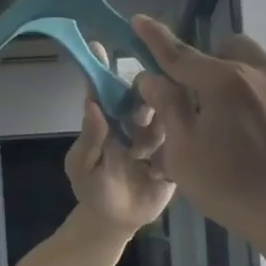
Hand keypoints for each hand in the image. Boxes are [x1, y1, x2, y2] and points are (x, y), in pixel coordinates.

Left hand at [64, 45, 175, 232]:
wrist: (118, 221)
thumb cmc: (93, 190)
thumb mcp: (83, 166)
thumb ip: (89, 138)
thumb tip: (92, 104)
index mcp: (108, 120)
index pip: (104, 89)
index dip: (102, 67)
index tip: (100, 44)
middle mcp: (133, 122)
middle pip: (142, 96)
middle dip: (145, 93)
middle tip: (143, 104)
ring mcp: (157, 136)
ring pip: (165, 114)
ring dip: (161, 121)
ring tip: (153, 143)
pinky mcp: (176, 152)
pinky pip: (182, 138)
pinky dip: (180, 139)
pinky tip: (174, 150)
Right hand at [130, 16, 265, 244]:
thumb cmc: (233, 189)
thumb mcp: (184, 155)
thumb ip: (168, 108)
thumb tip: (152, 78)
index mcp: (225, 82)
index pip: (180, 54)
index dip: (155, 38)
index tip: (139, 21)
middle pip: (232, 50)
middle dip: (213, 63)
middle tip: (203, 99)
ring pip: (265, 75)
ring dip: (246, 90)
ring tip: (243, 134)